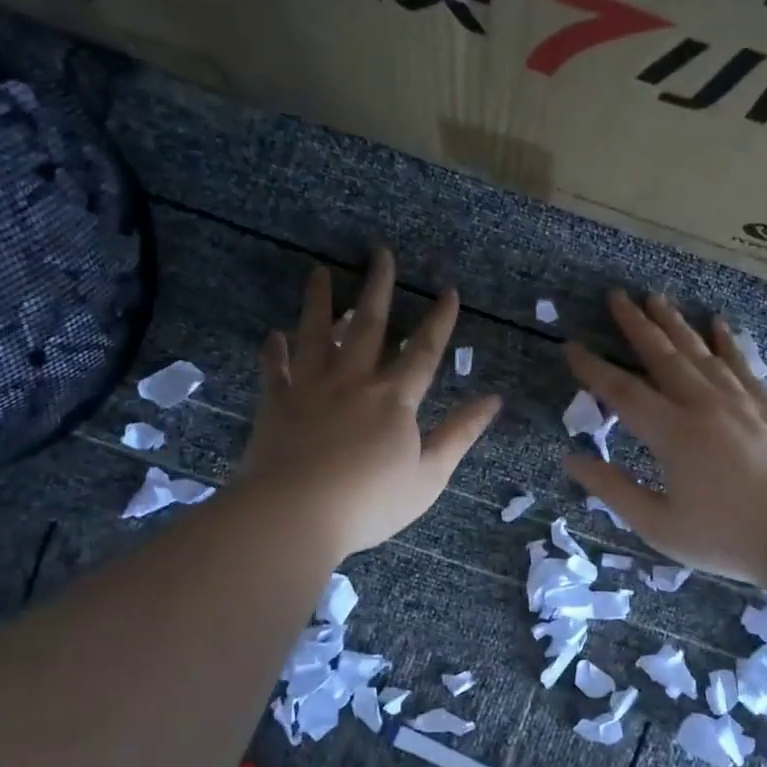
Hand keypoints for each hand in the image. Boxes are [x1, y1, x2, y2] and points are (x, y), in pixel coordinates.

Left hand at [238, 249, 500, 556]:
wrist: (296, 514)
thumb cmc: (370, 501)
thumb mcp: (429, 475)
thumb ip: (460, 434)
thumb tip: (493, 400)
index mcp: (394, 398)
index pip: (422, 350)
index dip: (438, 321)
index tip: (448, 290)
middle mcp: (353, 380)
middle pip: (368, 325)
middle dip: (378, 287)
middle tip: (380, 252)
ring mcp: (311, 388)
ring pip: (316, 334)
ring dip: (319, 302)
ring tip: (319, 272)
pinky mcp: (277, 403)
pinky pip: (275, 370)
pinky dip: (274, 351)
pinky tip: (273, 334)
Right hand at [563, 291, 766, 584]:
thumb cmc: (725, 539)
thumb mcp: (658, 525)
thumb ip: (613, 490)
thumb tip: (571, 460)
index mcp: (673, 434)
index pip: (623, 392)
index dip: (594, 369)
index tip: (572, 347)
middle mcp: (705, 406)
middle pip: (664, 356)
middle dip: (637, 325)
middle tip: (617, 296)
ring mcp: (742, 402)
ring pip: (702, 352)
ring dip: (676, 323)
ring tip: (657, 298)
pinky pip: (744, 364)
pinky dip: (728, 342)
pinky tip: (718, 323)